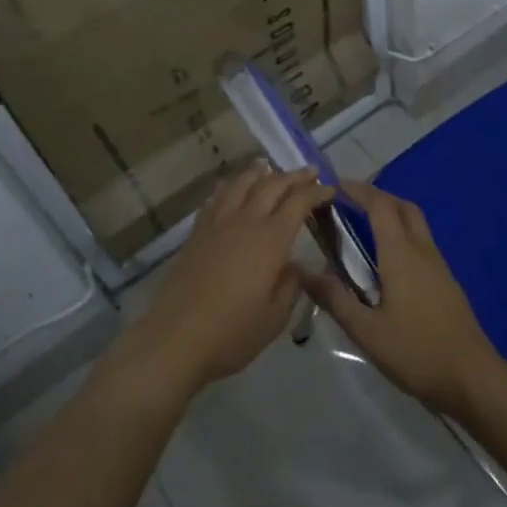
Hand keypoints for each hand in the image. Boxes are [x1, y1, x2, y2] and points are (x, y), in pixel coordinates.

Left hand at [123, 165, 332, 397]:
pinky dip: (231, 186)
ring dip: (261, 173)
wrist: (176, 337)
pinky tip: (233, 187)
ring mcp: (218, 223)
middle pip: (272, 184)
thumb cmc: (232, 332)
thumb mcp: (275, 317)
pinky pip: (217, 196)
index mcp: (271, 240)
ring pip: (242, 183)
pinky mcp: (197, 231)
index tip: (330, 190)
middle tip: (310, 172)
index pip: (299, 202)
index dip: (317, 192)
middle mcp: (246, 221)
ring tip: (271, 169)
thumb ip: (291, 286)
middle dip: (294, 175)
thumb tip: (295, 265)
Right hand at [297, 178, 500, 417]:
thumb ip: (334, 298)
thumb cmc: (415, 351)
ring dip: (392, 214)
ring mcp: (439, 266)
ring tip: (365, 227)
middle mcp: (422, 251)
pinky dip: (403, 234)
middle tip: (350, 202)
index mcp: (401, 254)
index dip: (358, 191)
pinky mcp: (447, 282)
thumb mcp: (366, 331)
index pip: (380, 206)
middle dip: (377, 196)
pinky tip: (388, 260)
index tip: (335, 186)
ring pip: (416, 223)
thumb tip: (300, 269)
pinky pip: (422, 242)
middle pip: (402, 207)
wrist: (472, 377)